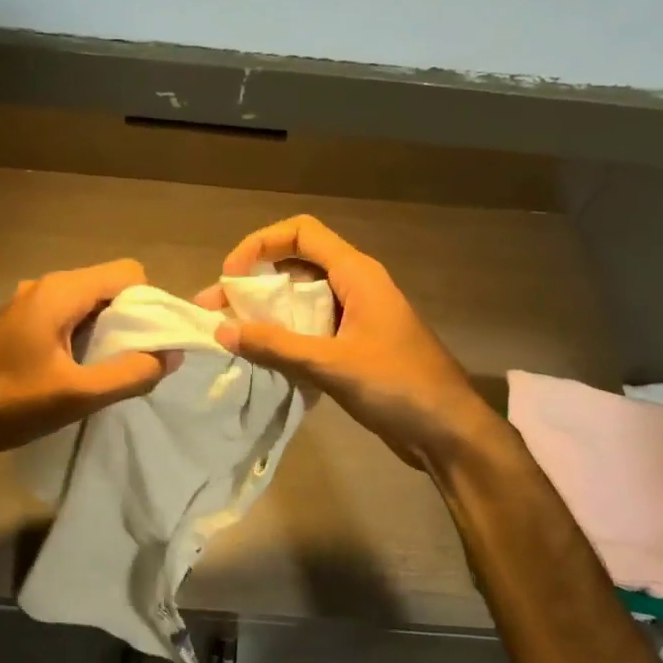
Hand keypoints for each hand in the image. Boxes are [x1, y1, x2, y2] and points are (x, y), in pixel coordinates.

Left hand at [0, 259, 172, 482]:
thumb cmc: (9, 404)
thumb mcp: (78, 395)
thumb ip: (131, 373)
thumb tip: (170, 356)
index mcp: (60, 291)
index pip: (129, 272)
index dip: (150, 303)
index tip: (154, 341)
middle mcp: (46, 285)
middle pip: (109, 285)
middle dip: (131, 318)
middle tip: (134, 360)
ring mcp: (29, 301)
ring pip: (89, 302)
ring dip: (107, 330)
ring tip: (108, 369)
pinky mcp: (20, 321)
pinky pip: (68, 315)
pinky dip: (84, 335)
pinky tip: (77, 370)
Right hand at [210, 216, 504, 473]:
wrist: (448, 430)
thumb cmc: (398, 386)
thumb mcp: (332, 364)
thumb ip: (276, 346)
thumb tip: (222, 331)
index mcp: (356, 273)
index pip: (301, 232)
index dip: (260, 244)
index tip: (231, 276)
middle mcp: (354, 285)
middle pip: (295, 265)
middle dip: (253, 283)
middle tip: (214, 310)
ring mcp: (356, 315)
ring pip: (301, 299)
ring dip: (265, 312)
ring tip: (228, 334)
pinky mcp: (354, 344)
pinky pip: (310, 327)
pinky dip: (283, 334)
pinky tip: (259, 355)